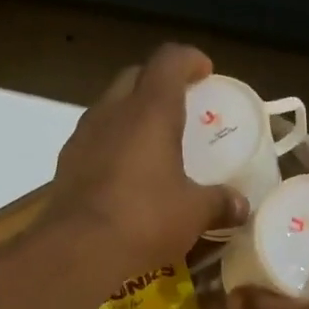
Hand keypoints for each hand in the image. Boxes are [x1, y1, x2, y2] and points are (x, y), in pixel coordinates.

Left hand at [48, 44, 246, 265]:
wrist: (77, 249)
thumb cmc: (144, 219)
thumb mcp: (193, 213)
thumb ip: (219, 203)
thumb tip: (242, 206)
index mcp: (150, 110)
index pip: (168, 60)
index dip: (189, 59)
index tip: (204, 71)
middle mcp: (112, 112)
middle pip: (135, 77)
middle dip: (158, 83)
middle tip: (180, 107)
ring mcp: (83, 136)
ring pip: (110, 108)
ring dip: (132, 115)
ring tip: (152, 142)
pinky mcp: (66, 164)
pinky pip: (94, 140)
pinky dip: (113, 145)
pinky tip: (125, 175)